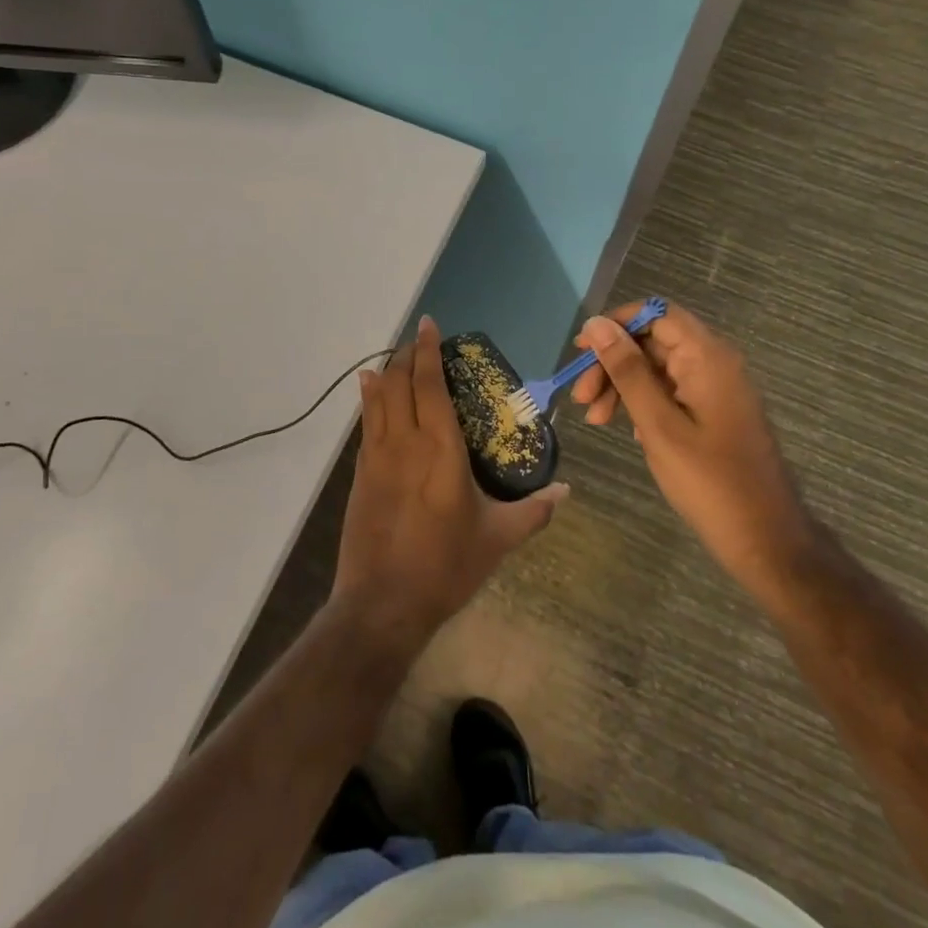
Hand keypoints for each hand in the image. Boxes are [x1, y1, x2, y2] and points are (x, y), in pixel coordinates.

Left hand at [331, 317, 565, 659]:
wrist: (383, 603)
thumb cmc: (445, 567)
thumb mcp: (498, 539)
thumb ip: (534, 511)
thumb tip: (566, 491)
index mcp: (440, 449)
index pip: (429, 384)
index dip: (427, 351)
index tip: (430, 325)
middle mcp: (404, 442)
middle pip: (399, 383)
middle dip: (407, 355)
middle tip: (418, 340)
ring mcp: (376, 457)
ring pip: (378, 399)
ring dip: (386, 372)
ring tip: (394, 357)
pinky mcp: (360, 474)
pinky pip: (365, 424)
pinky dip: (369, 400)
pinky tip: (369, 391)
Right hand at [571, 302, 812, 587]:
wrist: (765, 540)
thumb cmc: (709, 481)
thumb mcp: (658, 424)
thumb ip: (627, 370)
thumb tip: (596, 325)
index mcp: (707, 357)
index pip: (656, 313)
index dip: (615, 325)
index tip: (581, 352)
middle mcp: (715, 362)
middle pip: (653, 341)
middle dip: (612, 363)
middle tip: (582, 398)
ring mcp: (716, 388)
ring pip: (657, 367)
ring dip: (622, 385)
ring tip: (596, 420)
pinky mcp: (714, 411)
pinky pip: (670, 390)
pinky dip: (642, 402)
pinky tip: (627, 429)